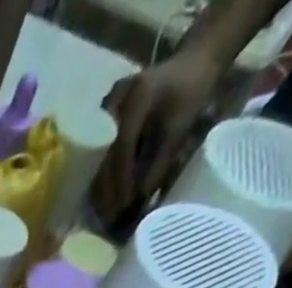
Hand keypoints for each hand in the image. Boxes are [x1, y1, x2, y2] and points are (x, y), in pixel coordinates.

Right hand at [95, 49, 223, 222]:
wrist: (193, 61)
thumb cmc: (192, 89)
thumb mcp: (180, 126)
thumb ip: (159, 163)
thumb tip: (140, 204)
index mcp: (135, 99)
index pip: (121, 150)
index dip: (122, 183)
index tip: (124, 210)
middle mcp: (112, 105)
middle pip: (103, 159)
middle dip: (108, 192)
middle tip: (110, 221)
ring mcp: (104, 114)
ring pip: (98, 161)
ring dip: (103, 189)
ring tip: (106, 216)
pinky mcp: (103, 123)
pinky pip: (100, 156)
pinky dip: (104, 178)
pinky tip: (106, 199)